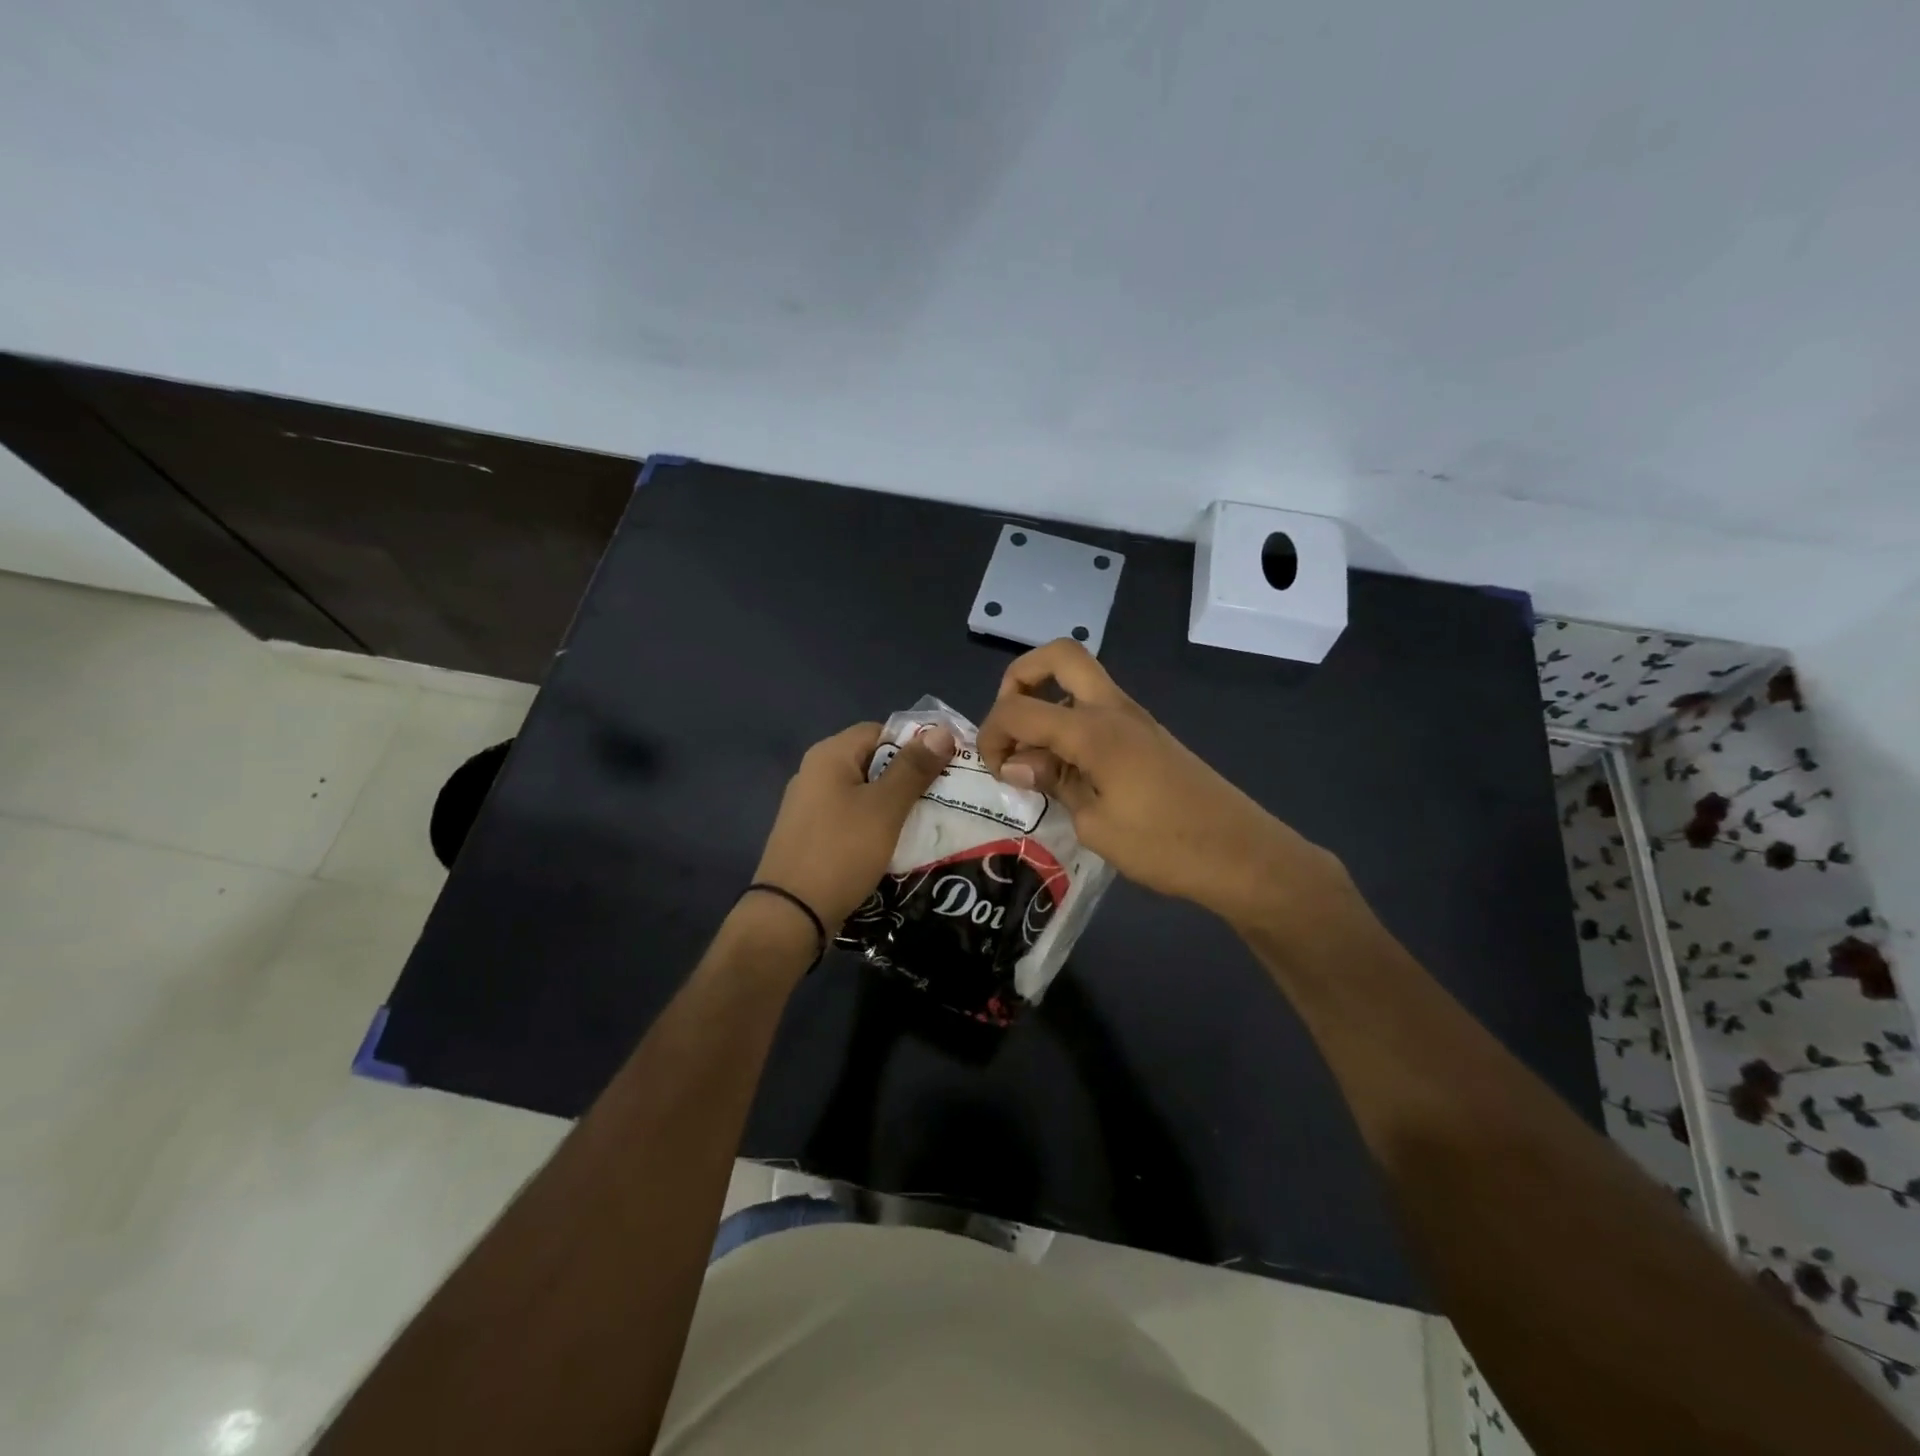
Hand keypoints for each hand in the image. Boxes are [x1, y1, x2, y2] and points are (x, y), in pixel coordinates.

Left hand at [752, 720, 956, 933]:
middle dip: (910, 776)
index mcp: (830, 755)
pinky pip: (853, 819)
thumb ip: (913, 768)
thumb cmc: (841, 851)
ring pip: (865, 793)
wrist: (791, 915)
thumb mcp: (885, 807)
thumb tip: (942, 730)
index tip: (948, 766)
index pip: (880, 731)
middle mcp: (815, 773)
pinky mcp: (812, 836)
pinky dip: (877, 825)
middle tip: (947, 795)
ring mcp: (810, 807)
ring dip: (896, 804)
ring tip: (931, 821)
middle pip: (873, 761)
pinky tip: (899, 844)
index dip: (916, 744)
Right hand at [975, 639, 1344, 924]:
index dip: (992, 732)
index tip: (992, 769)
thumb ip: (1054, 782)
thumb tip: (1019, 762)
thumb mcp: (1095, 825)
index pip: (1020, 707)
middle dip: (1019, 677)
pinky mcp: (1148, 736)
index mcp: (1095, 730)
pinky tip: (1069, 772)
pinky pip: (1098, 709)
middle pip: (1059, 655)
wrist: (1242, 856)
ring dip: (1047, 701)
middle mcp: (1114, 710)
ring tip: (1037, 758)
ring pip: (1080, 679)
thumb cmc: (1165, 846)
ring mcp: (1136, 719)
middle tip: (1011, 724)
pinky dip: (1071, 724)